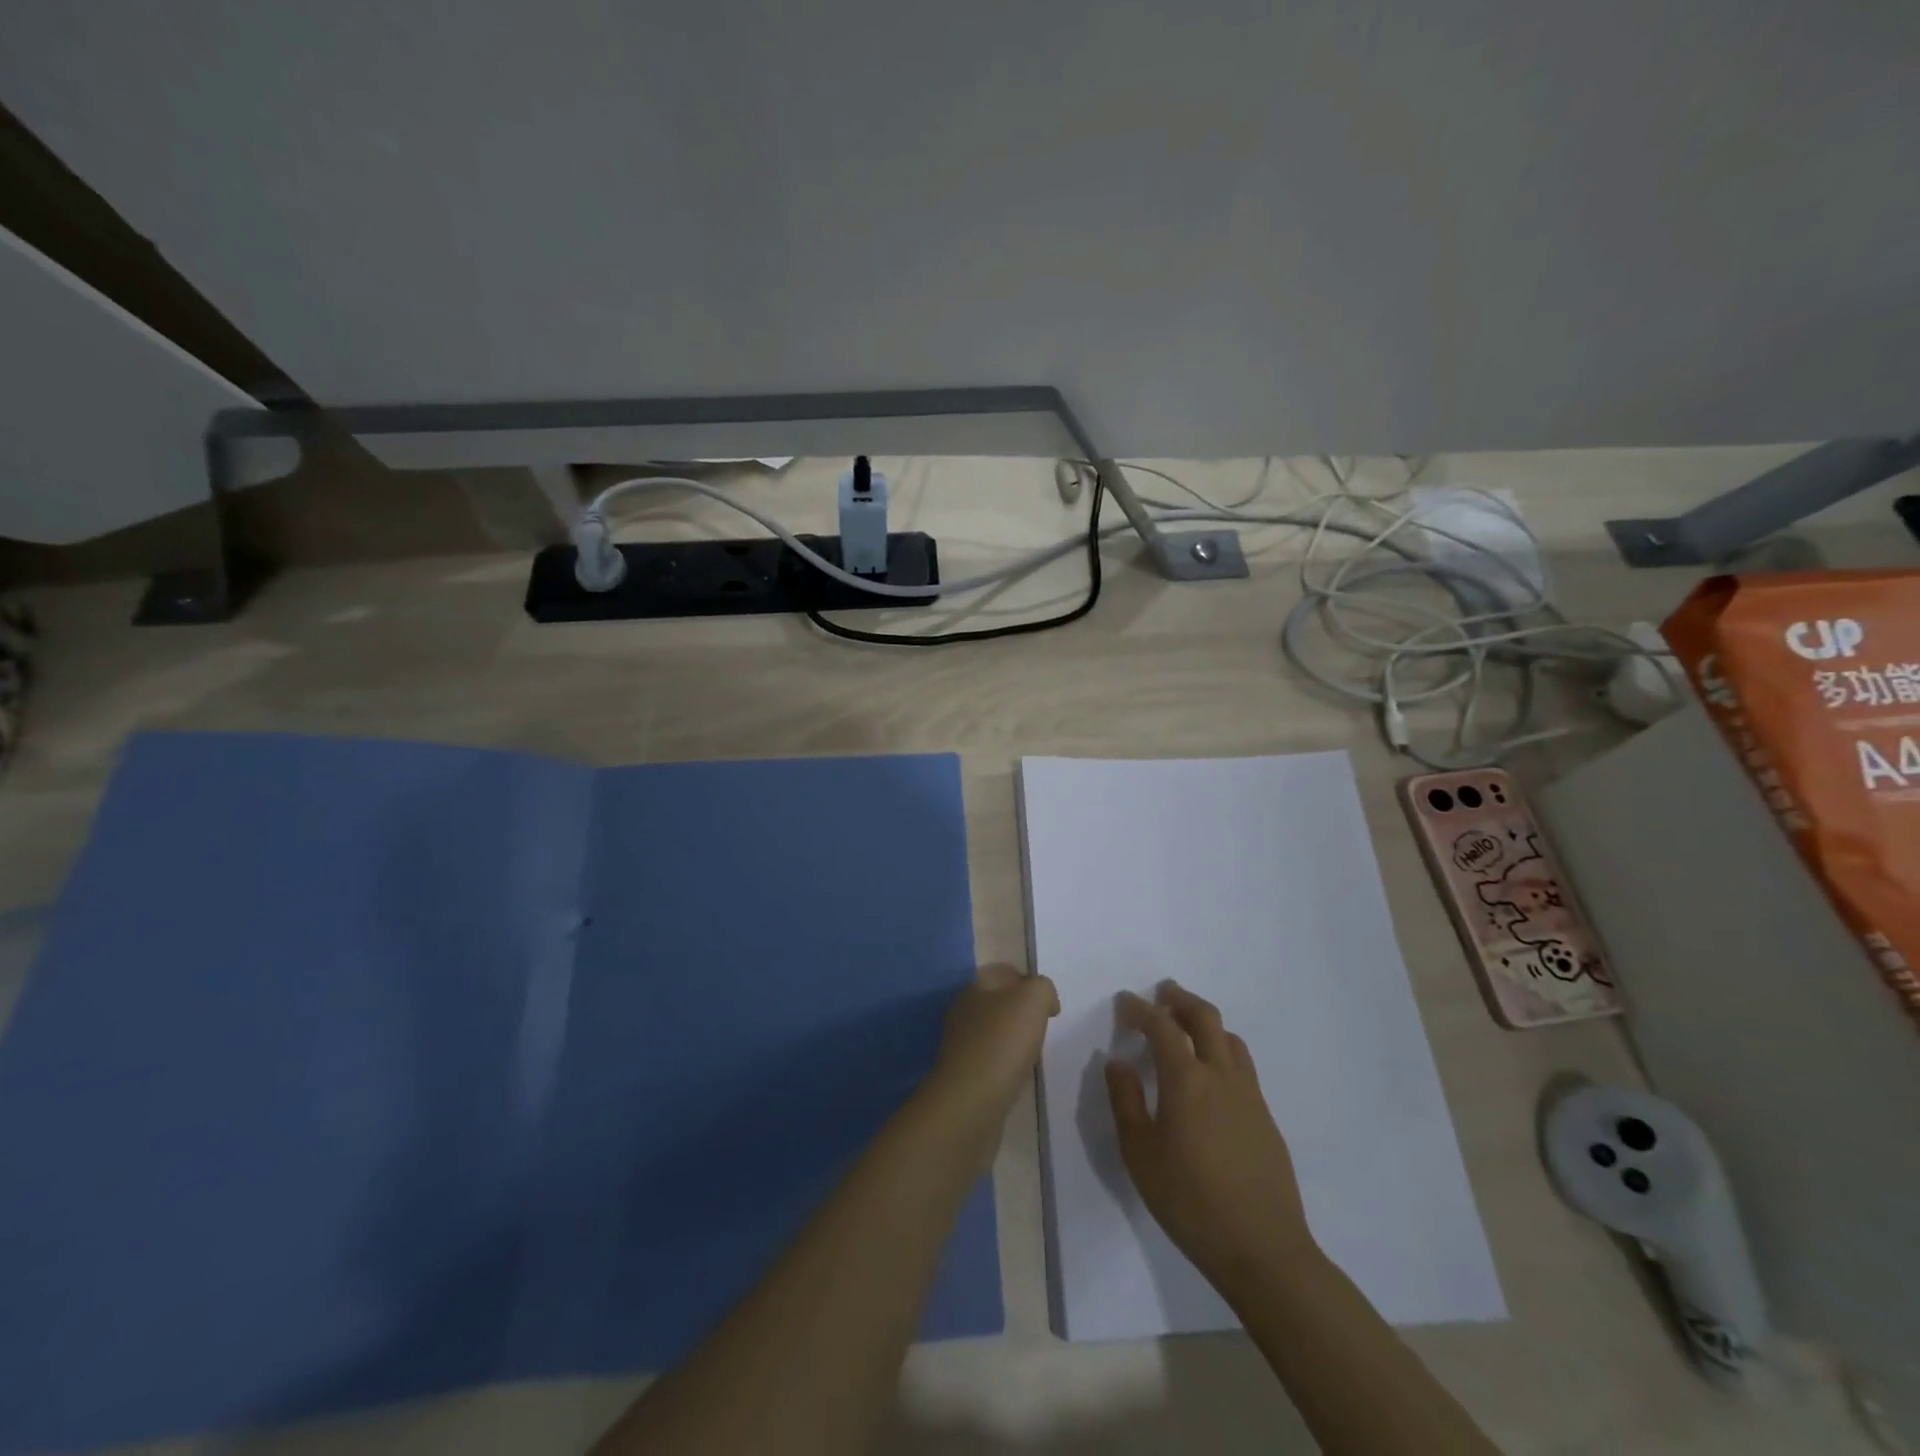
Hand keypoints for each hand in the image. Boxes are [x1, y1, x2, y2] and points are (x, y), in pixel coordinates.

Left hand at [924, 965, 1058, 1144]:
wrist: (971, 1102)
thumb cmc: (1002, 1042)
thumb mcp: (1032, 999)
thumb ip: (1042, 988)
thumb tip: (1044, 1001)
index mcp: (974, 987)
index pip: (1004, 972)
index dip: (1029, 981)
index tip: (1049, 1005)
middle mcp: (963, 1011)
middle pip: (999, 1001)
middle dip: (1023, 1011)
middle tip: (1044, 1027)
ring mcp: (961, 1043)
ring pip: (995, 1030)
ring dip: (1015, 1038)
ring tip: (1034, 1052)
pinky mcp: (964, 1073)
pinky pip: (991, 1058)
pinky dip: (1007, 1063)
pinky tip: (1018, 1074)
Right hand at [1105, 981, 1316, 1291]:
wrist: (1264, 1250)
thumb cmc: (1190, 1202)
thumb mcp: (1140, 1154)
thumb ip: (1125, 1101)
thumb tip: (1118, 1062)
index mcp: (1186, 1080)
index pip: (1161, 1026)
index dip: (1140, 1008)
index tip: (1124, 1002)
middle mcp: (1221, 1075)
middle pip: (1204, 1017)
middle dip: (1180, 998)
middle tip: (1162, 993)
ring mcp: (1249, 1095)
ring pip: (1229, 1038)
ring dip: (1205, 1022)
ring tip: (1186, 1027)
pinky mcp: (1265, 1116)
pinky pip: (1242, 1065)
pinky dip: (1222, 1049)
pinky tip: (1211, 1074)